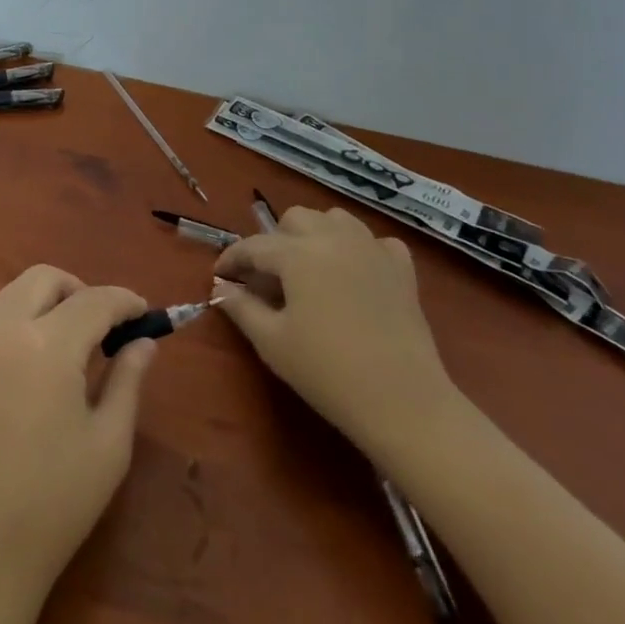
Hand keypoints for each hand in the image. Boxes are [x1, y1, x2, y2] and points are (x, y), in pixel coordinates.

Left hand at [0, 265, 158, 602]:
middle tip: (102, 327)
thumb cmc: (56, 500)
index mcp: (47, 345)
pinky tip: (32, 366)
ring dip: (46, 302)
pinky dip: (18, 322)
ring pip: (12, 293)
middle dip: (79, 290)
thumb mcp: (109, 442)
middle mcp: (4, 328)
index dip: (124, 301)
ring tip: (69, 344)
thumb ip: (127, 380)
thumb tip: (143, 342)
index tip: (144, 313)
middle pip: (44, 278)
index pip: (93, 300)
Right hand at [212, 204, 458, 458]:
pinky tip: (355, 274)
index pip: (254, 246)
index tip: (219, 276)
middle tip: (268, 278)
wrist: (405, 404)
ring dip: (316, 235)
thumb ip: (241, 307)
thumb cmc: (328, 373)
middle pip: (295, 219)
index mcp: (298, 253)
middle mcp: (334, 237)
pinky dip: (360, 249)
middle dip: (275, 241)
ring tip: (310, 268)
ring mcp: (372, 249)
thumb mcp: (272, 342)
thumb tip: (221, 287)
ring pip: (335, 219)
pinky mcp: (402, 269)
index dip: (232, 259)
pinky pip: (375, 242)